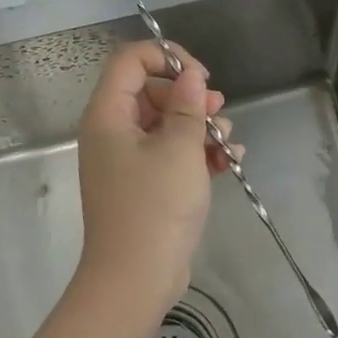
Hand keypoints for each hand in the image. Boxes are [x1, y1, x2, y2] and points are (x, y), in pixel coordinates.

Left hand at [75, 40, 237, 319]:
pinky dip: (196, 153)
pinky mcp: (143, 186)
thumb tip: (190, 76)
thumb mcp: (179, 149)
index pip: (130, 60)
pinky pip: (170, 154)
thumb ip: (187, 105)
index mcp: (108, 115)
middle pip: (150, 91)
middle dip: (189, 97)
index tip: (200, 76)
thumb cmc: (155, 207)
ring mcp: (127, 161)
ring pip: (165, 124)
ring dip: (199, 126)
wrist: (135, 281)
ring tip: (227, 142)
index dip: (166, 57)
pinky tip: (229, 162)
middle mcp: (112, 132)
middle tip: (218, 110)